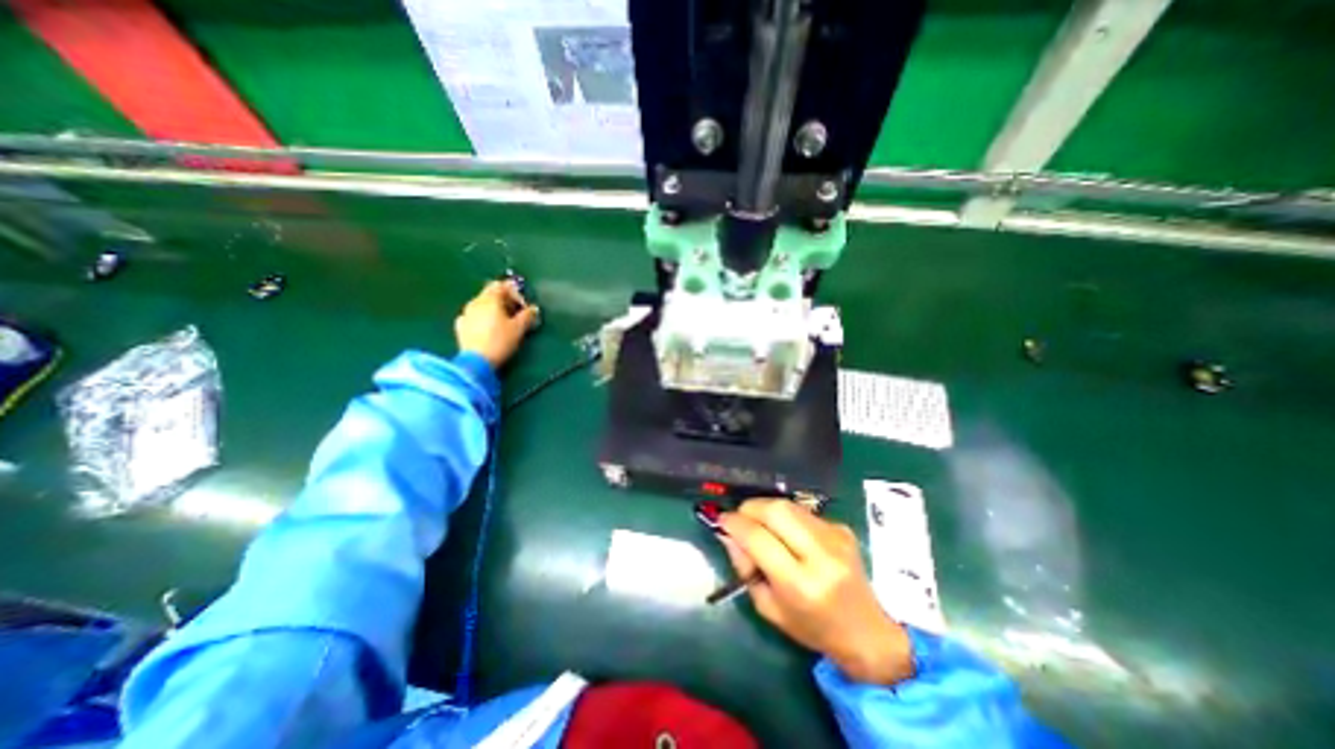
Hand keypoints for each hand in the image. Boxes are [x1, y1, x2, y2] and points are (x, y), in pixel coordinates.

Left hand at [456, 281, 537, 367]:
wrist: (476, 362)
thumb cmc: (500, 341)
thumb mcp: (519, 329)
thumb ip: (527, 315)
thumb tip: (533, 308)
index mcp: (490, 299)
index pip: (501, 285)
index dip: (514, 292)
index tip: (523, 305)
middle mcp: (475, 302)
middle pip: (490, 294)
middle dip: (504, 301)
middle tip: (516, 314)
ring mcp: (465, 314)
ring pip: (481, 305)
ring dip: (493, 310)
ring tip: (504, 323)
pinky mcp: (460, 327)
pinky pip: (474, 317)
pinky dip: (483, 319)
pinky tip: (488, 330)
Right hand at [721, 497, 919, 685]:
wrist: (867, 632)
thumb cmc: (812, 628)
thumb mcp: (769, 608)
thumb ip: (745, 568)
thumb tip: (728, 534)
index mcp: (800, 584)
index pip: (759, 538)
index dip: (735, 524)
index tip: (721, 520)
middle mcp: (820, 555)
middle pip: (776, 510)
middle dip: (750, 507)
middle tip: (739, 517)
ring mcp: (835, 538)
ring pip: (789, 505)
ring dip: (766, 508)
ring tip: (758, 523)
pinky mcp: (842, 528)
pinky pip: (803, 512)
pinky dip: (785, 516)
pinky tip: (785, 532)